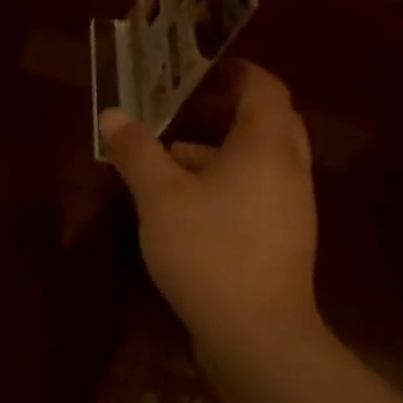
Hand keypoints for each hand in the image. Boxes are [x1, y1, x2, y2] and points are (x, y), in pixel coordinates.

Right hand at [101, 60, 322, 363]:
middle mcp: (289, 170)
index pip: (265, 88)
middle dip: (229, 109)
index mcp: (266, 147)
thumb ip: (136, 151)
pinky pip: (256, 190)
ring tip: (169, 156)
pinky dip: (225, 181)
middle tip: (187, 105)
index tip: (200, 68)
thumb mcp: (159, 196)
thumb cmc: (208, 250)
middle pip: (269, 121)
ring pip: (260, 160)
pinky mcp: (282, 239)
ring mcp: (290, 207)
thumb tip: (112, 115)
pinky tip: (185, 204)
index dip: (236, 71)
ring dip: (220, 148)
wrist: (257, 335)